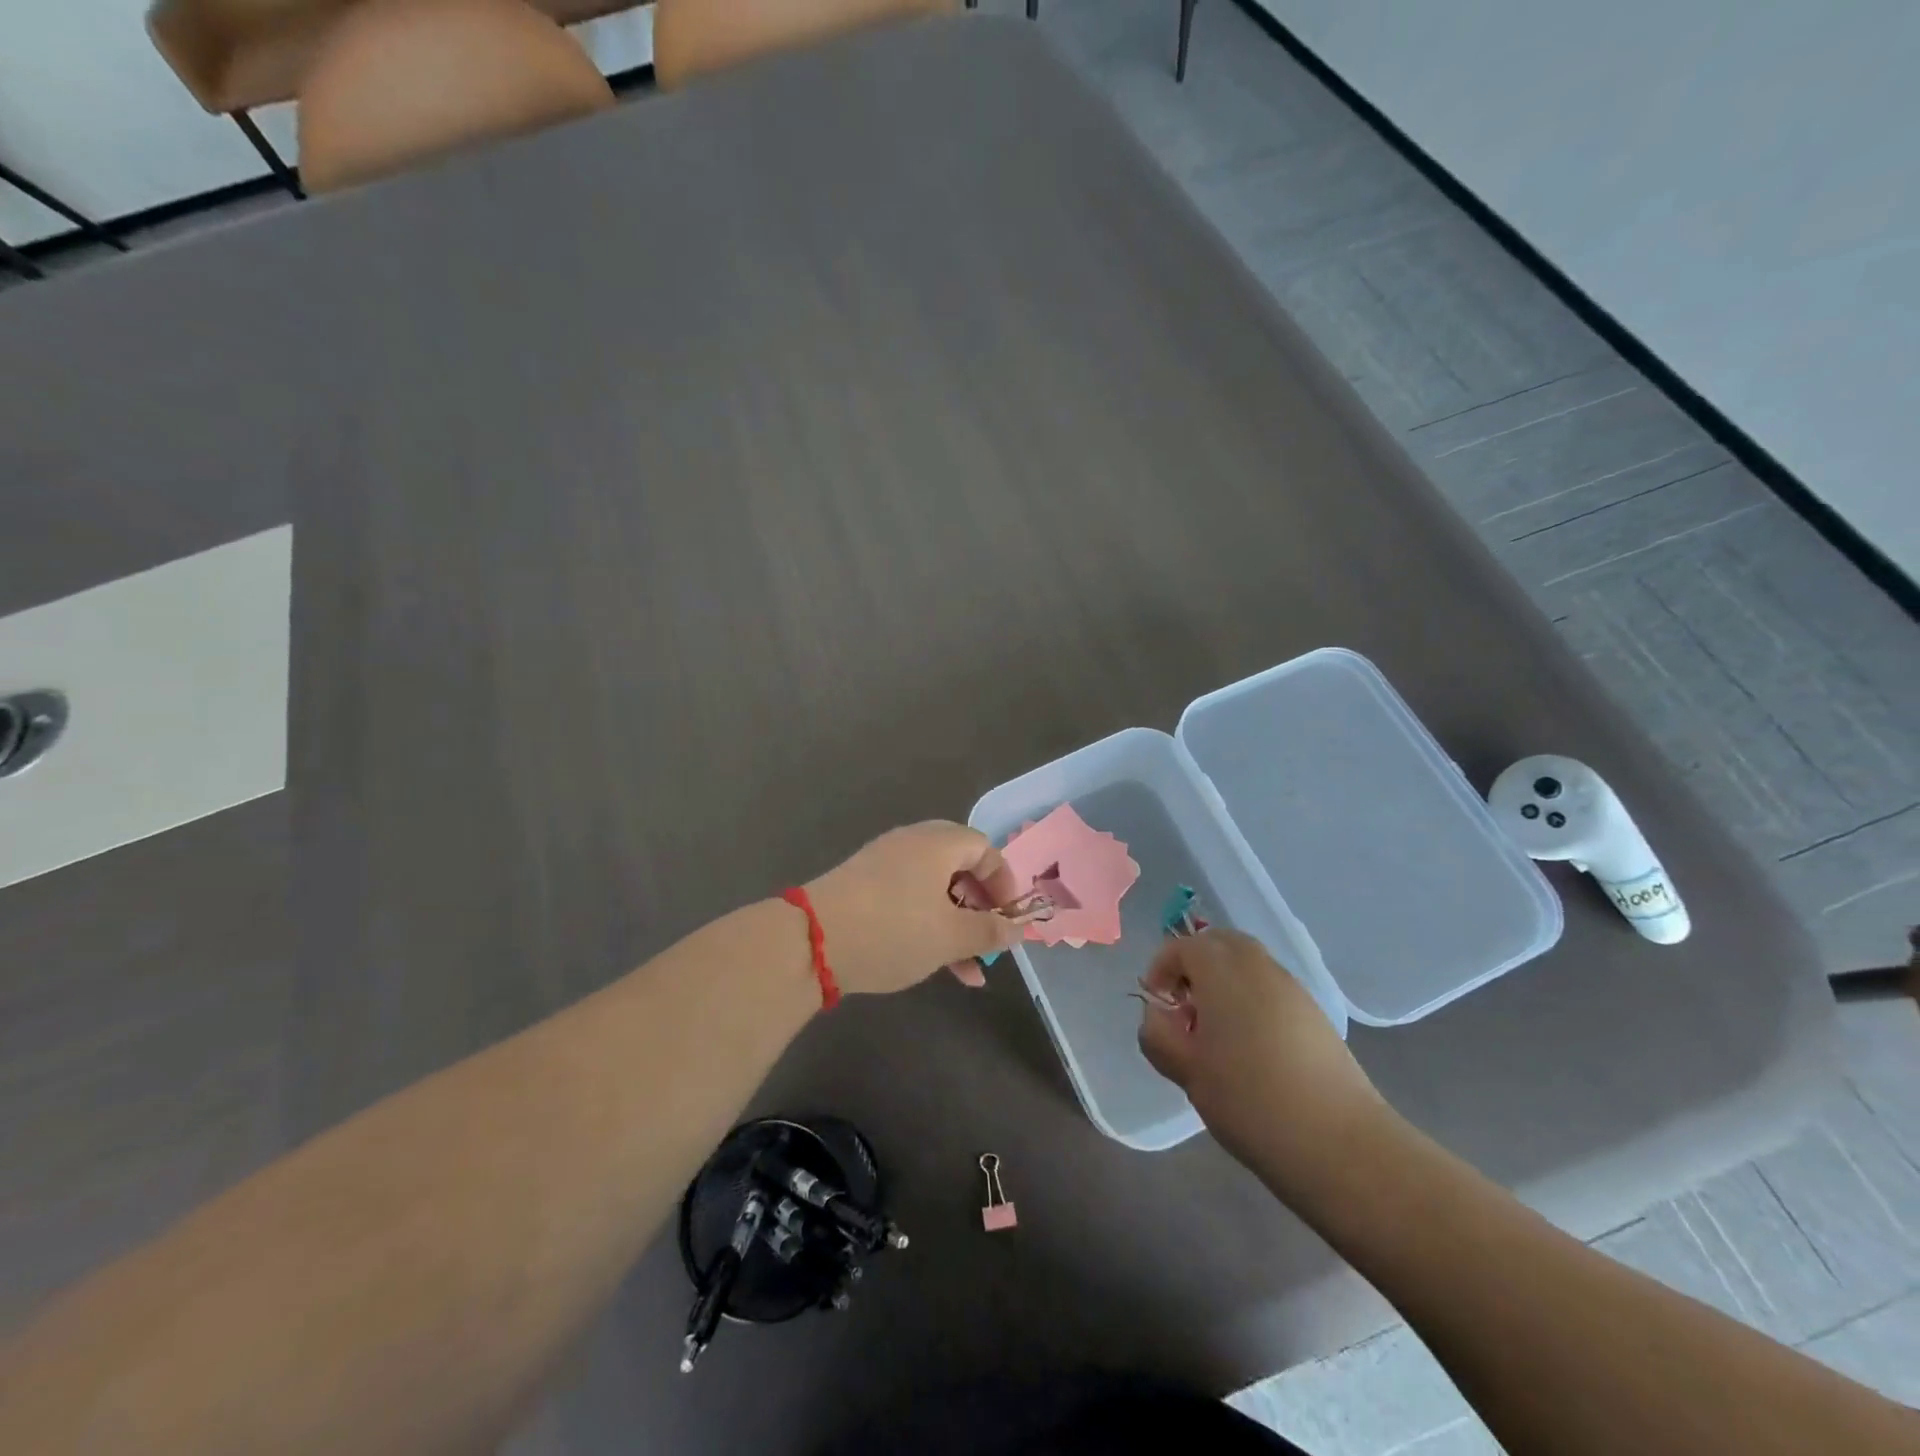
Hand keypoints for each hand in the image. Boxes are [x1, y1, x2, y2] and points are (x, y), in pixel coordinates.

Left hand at [806, 821, 1025, 993]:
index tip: (1009, 917)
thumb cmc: (893, 930)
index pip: (984, 848)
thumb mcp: (950, 937)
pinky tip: (934, 964)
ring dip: (955, 924)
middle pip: (959, 867)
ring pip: (933, 889)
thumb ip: (990, 931)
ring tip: (968, 971)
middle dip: (979, 907)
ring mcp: (883, 863)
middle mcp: (911, 843)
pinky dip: (927, 923)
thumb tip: (1021, 928)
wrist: (809, 942)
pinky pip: (908, 897)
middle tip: (988, 938)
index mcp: (937, 843)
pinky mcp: (862, 886)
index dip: (1004, 882)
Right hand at [1138, 929, 1384, 1179]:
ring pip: (1247, 963)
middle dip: (1194, 965)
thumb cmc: (1250, 1100)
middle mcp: (1257, 965)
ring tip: (1215, 1032)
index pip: (1181, 947)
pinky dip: (1251, 999)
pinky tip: (1251, 1047)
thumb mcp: (1187, 1072)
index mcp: (1221, 970)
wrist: (1340, 1143)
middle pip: (1218, 943)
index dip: (1161, 969)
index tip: (1157, 1007)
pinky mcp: (1314, 1013)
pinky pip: (1270, 987)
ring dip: (1223, 982)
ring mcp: (1291, 987)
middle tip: (1184, 1008)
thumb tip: (1158, 1016)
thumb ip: (1159, 1035)